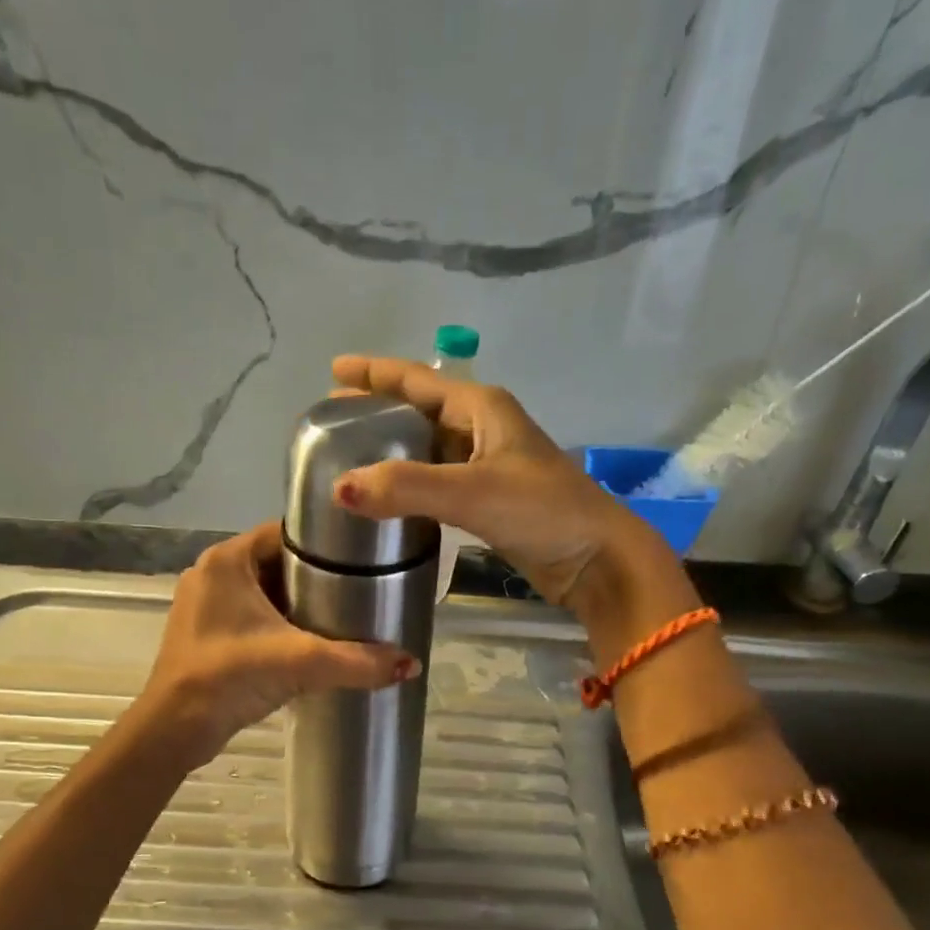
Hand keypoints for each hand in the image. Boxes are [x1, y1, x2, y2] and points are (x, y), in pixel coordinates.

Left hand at [140, 521, 419, 767]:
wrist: (175, 729)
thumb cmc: (229, 677)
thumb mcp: (300, 662)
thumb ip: (357, 661)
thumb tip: (412, 664)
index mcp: (227, 560)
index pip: (285, 533)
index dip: (324, 544)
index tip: (361, 559)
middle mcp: (212, 573)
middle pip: (277, 563)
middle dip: (316, 577)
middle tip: (360, 590)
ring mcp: (205, 605)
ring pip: (265, 592)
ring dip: (298, 603)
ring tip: (342, 615)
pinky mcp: (205, 633)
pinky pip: (251, 616)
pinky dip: (279, 623)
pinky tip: (309, 641)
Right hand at [328, 354, 665, 607]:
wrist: (596, 559)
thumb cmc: (542, 511)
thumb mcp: (472, 492)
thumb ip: (407, 489)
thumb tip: (340, 489)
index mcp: (482, 409)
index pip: (417, 380)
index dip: (375, 373)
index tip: (333, 370)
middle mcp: (483, 429)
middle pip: (421, 410)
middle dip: (378, 411)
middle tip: (333, 420)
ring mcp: (488, 466)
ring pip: (429, 448)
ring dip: (393, 450)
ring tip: (351, 458)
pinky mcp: (489, 500)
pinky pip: (438, 482)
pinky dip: (410, 484)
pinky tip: (388, 498)